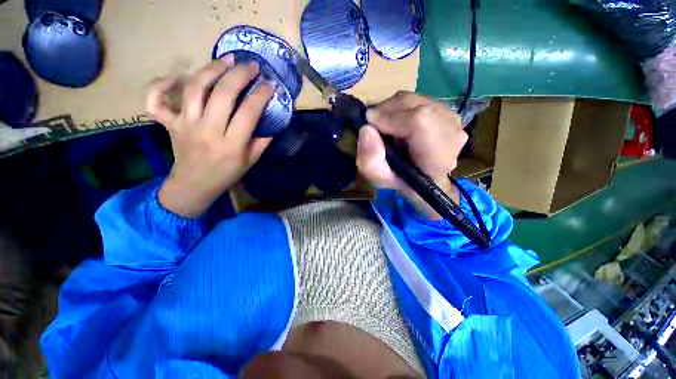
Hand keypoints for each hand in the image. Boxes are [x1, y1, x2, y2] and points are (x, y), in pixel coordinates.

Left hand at [147, 55, 274, 217]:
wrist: (194, 185)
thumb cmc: (227, 174)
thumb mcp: (251, 161)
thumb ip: (262, 141)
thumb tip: (271, 120)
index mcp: (231, 145)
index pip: (248, 113)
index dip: (261, 95)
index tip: (270, 85)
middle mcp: (207, 131)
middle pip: (222, 94)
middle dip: (239, 75)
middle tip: (251, 65)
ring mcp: (184, 125)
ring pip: (194, 89)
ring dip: (211, 69)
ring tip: (225, 60)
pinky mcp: (169, 123)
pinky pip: (156, 101)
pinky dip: (161, 85)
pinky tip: (176, 77)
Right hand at [356, 91, 467, 219]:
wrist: (421, 176)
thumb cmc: (400, 180)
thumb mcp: (379, 178)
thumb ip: (370, 160)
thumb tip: (366, 130)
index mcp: (437, 158)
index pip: (419, 122)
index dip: (391, 118)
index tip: (370, 124)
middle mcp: (452, 135)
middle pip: (416, 106)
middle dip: (387, 111)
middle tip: (374, 125)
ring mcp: (453, 120)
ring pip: (415, 99)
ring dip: (392, 108)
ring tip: (384, 125)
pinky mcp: (448, 110)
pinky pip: (418, 99)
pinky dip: (400, 107)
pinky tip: (396, 121)